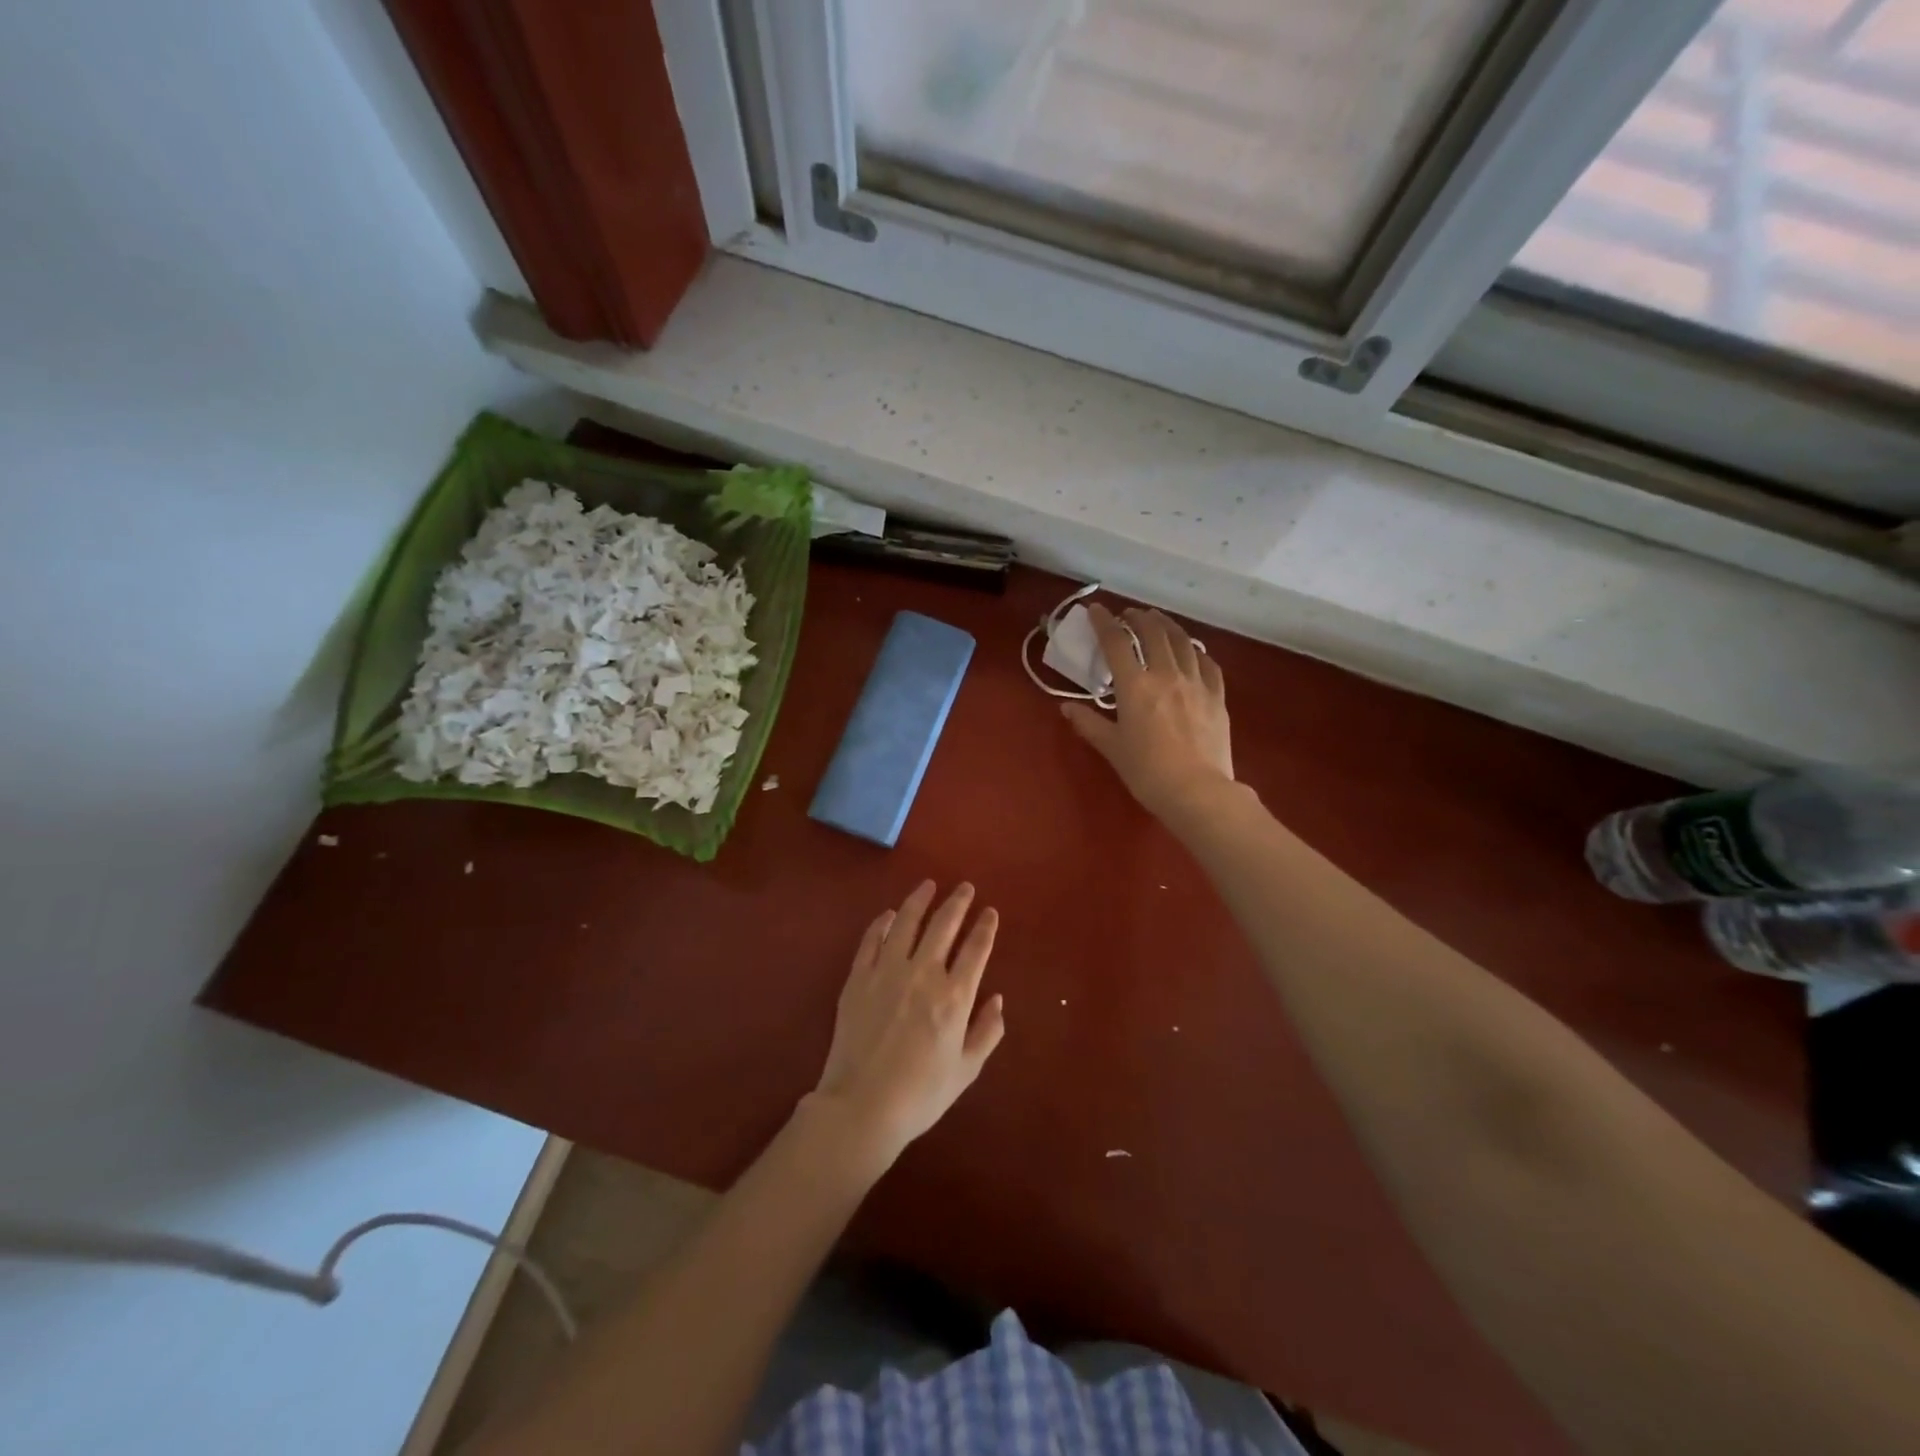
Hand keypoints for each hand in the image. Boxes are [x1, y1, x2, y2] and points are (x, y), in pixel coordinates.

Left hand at [812, 881, 1005, 1169]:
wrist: (862, 1106)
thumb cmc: (921, 1094)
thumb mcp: (966, 1070)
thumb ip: (987, 1031)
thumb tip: (997, 999)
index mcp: (954, 997)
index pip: (975, 949)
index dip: (985, 927)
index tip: (990, 912)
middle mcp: (923, 974)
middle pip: (944, 925)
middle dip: (957, 903)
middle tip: (965, 887)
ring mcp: (886, 972)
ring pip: (906, 923)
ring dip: (920, 900)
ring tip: (929, 885)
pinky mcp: (858, 978)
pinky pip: (871, 940)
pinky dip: (882, 923)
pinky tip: (889, 914)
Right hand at [1064, 604, 1234, 821]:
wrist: (1197, 791)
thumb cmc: (1147, 772)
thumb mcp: (1112, 748)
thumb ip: (1089, 723)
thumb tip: (1066, 707)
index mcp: (1135, 686)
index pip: (1116, 642)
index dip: (1104, 622)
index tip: (1096, 610)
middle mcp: (1166, 674)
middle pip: (1153, 632)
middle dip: (1138, 617)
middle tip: (1129, 614)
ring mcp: (1196, 683)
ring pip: (1182, 641)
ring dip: (1167, 625)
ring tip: (1158, 621)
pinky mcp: (1217, 696)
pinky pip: (1207, 663)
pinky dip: (1196, 651)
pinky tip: (1192, 651)